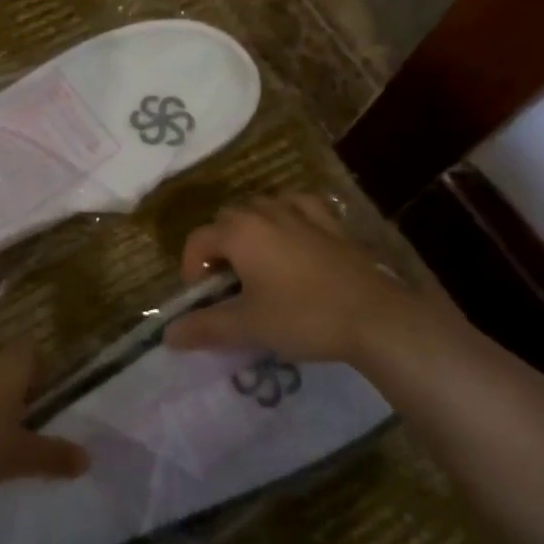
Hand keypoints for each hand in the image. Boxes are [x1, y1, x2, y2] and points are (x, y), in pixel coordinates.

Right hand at [163, 194, 473, 368]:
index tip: (203, 300)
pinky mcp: (331, 222)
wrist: (375, 317)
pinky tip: (293, 235)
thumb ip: (205, 327)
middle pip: (227, 219)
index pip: (198, 240)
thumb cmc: (303, 317)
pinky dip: (288, 216)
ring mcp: (301, 212)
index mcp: (240, 232)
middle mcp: (266, 212)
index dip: (192, 269)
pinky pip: (299, 207)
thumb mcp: (248, 326)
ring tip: (257, 264)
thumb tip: (168, 336)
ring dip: (250, 231)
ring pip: (262, 208)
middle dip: (218, 248)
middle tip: (227, 286)